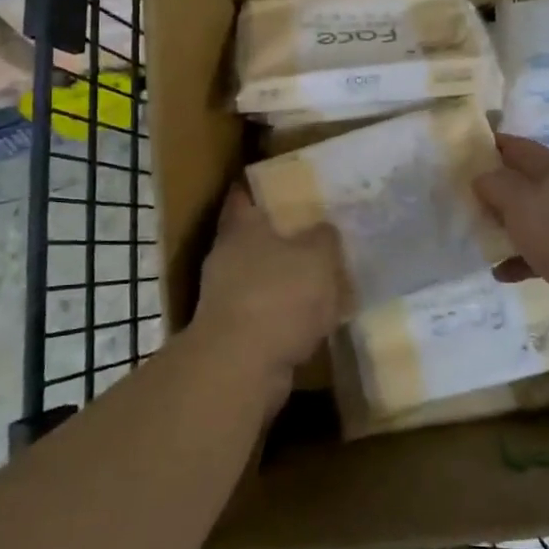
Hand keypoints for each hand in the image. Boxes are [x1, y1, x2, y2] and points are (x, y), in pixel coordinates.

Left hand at [191, 187, 342, 392]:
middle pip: (252, 237)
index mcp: (241, 228)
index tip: (280, 182)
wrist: (242, 366)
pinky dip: (284, 312)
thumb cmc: (280, 296)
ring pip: (259, 276)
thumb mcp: (318, 257)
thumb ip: (324, 238)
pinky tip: (312, 318)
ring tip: (319, 276)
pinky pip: (265, 311)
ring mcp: (225, 296)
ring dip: (283, 277)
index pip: (242, 195)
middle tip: (314, 231)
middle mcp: (226, 257)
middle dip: (280, 235)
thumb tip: (323, 230)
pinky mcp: (233, 332)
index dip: (258, 186)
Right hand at [473, 134, 548, 332]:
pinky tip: (502, 273)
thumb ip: (495, 185)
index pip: (518, 147)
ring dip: (507, 227)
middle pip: (525, 183)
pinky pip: (542, 253)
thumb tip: (482, 176)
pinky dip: (521, 260)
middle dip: (496, 190)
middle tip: (465, 199)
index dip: (492, 144)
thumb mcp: (519, 201)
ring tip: (481, 239)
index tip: (466, 149)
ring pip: (533, 219)